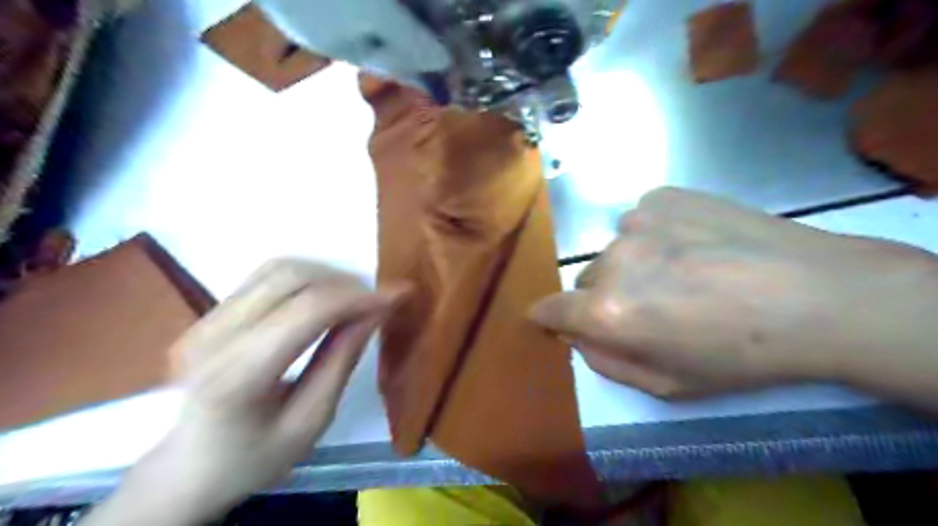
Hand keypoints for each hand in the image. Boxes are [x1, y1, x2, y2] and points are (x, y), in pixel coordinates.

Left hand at [84, 258, 409, 525]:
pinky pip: (265, 276)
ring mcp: (205, 319)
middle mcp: (215, 335)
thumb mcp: (310, 422)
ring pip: (278, 268)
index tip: (399, 294)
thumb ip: (342, 361)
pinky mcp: (208, 313)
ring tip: (353, 298)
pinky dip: (305, 277)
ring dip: (326, 274)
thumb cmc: (253, 458)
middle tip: (376, 301)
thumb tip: (375, 313)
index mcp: (239, 375)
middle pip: (292, 277)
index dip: (361, 296)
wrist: (185, 469)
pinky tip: (322, 297)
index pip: (310, 310)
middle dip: (346, 282)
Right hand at [531, 188, 937, 398]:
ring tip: (683, 272)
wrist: (817, 295)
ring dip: (634, 263)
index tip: (550, 319)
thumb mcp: (668, 384)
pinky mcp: (663, 197)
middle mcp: (612, 261)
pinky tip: (695, 244)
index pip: (551, 309)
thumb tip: (576, 336)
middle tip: (653, 306)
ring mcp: (637, 222)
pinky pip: (641, 221)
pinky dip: (655, 234)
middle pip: (587, 279)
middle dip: (605, 296)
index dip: (547, 317)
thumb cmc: (741, 355)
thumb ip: (607, 361)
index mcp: (608, 311)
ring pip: (616, 249)